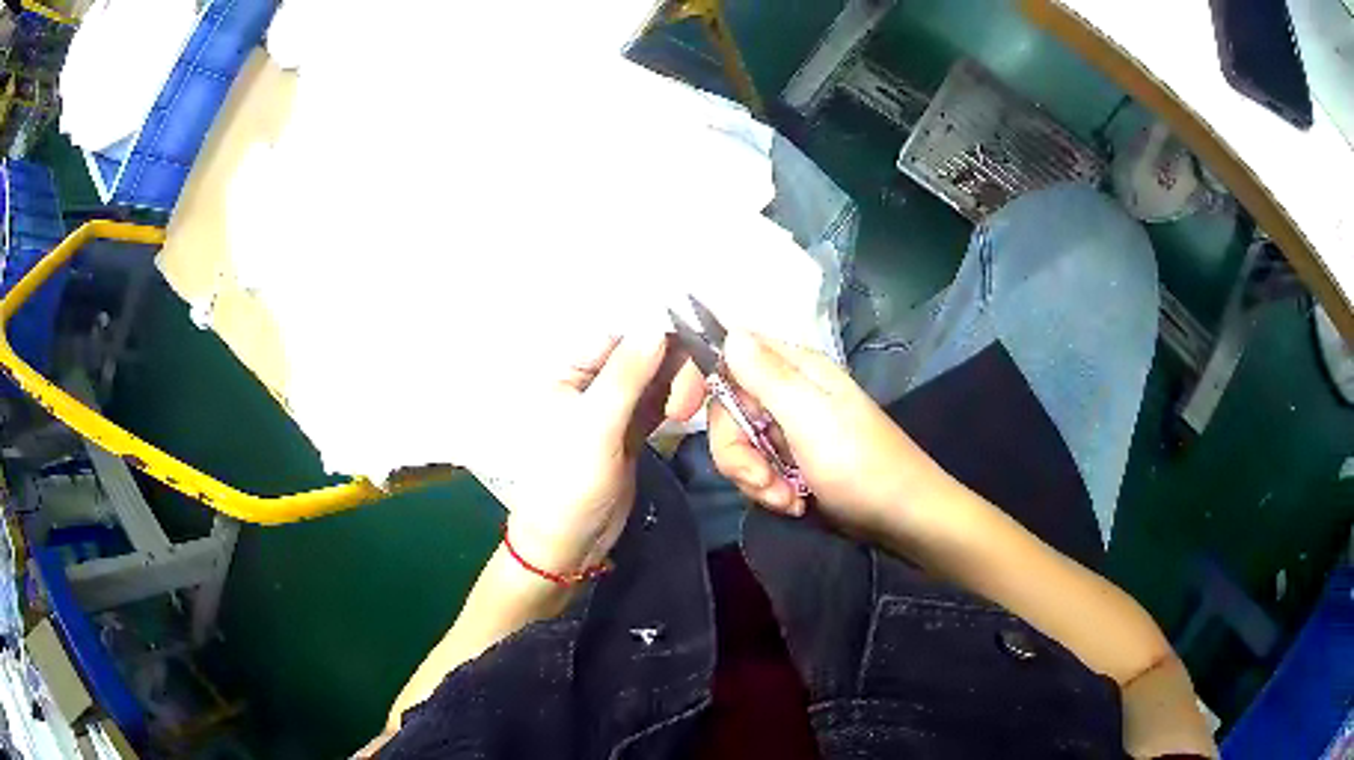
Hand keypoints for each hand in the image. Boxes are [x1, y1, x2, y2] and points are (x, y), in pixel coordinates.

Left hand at [479, 333, 703, 577]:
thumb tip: (657, 326)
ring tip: (688, 410)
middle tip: (690, 399)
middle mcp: (590, 383)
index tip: (692, 346)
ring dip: (677, 385)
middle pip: (641, 355)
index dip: (656, 337)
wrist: (568, 543)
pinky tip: (689, 408)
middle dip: (671, 366)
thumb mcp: (595, 426)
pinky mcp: (631, 431)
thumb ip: (626, 376)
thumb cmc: (569, 482)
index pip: (619, 337)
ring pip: (654, 379)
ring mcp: (613, 408)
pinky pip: (657, 403)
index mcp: (569, 373)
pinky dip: (675, 401)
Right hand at [708, 331, 940, 536]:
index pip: (728, 352)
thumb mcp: (811, 419)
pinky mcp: (791, 460)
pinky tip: (793, 504)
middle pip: (726, 408)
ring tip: (787, 500)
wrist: (901, 518)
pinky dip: (767, 490)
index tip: (680, 413)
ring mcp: (789, 428)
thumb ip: (767, 376)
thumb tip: (729, 331)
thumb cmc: (861, 465)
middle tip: (763, 481)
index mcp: (795, 368)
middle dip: (737, 452)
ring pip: (738, 444)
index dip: (699, 378)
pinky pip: (755, 468)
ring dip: (754, 478)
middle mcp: (788, 391)